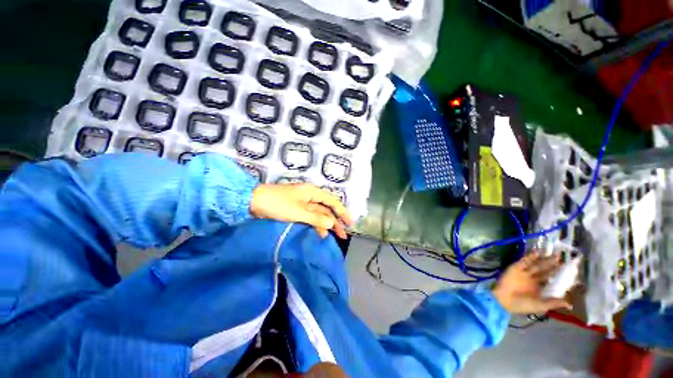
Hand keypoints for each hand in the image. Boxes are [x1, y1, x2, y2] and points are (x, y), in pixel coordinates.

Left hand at [250, 183, 353, 238]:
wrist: (253, 201)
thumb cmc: (277, 204)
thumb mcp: (298, 212)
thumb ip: (316, 218)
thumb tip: (331, 224)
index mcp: (312, 192)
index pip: (332, 201)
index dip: (342, 212)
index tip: (350, 223)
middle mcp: (310, 196)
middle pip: (327, 208)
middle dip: (335, 220)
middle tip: (343, 234)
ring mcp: (302, 203)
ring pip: (318, 213)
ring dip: (325, 224)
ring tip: (331, 237)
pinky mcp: (295, 209)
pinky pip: (309, 217)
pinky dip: (314, 224)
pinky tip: (318, 233)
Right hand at [492, 252, 571, 313]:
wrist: (504, 300)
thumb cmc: (523, 305)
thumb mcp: (540, 305)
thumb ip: (553, 302)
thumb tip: (570, 305)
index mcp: (538, 287)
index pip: (550, 278)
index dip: (557, 273)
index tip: (567, 268)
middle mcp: (532, 278)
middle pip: (544, 269)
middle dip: (552, 263)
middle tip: (561, 256)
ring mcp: (523, 272)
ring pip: (536, 264)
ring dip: (543, 259)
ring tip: (553, 253)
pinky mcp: (515, 268)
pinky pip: (523, 261)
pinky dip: (529, 257)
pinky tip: (537, 253)